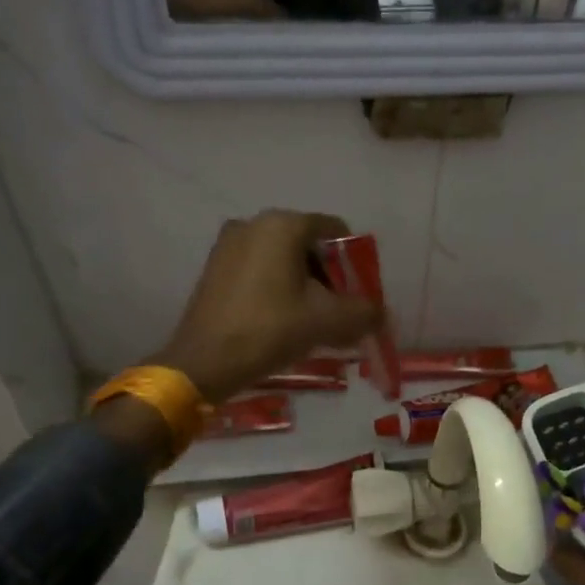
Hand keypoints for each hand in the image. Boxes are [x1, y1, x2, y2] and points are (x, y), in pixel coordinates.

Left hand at [152, 211, 383, 402]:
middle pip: (308, 245)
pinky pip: (259, 270)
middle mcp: (254, 223)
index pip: (335, 230)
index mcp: (283, 225)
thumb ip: (364, 312)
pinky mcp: (214, 268)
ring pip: (282, 259)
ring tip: (311, 322)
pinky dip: (277, 289)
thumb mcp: (327, 321)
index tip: (358, 294)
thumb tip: (380, 313)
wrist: (205, 361)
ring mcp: (229, 245)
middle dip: (328, 277)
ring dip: (303, 285)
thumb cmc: (270, 329)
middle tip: (337, 312)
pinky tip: (281, 321)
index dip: (354, 262)